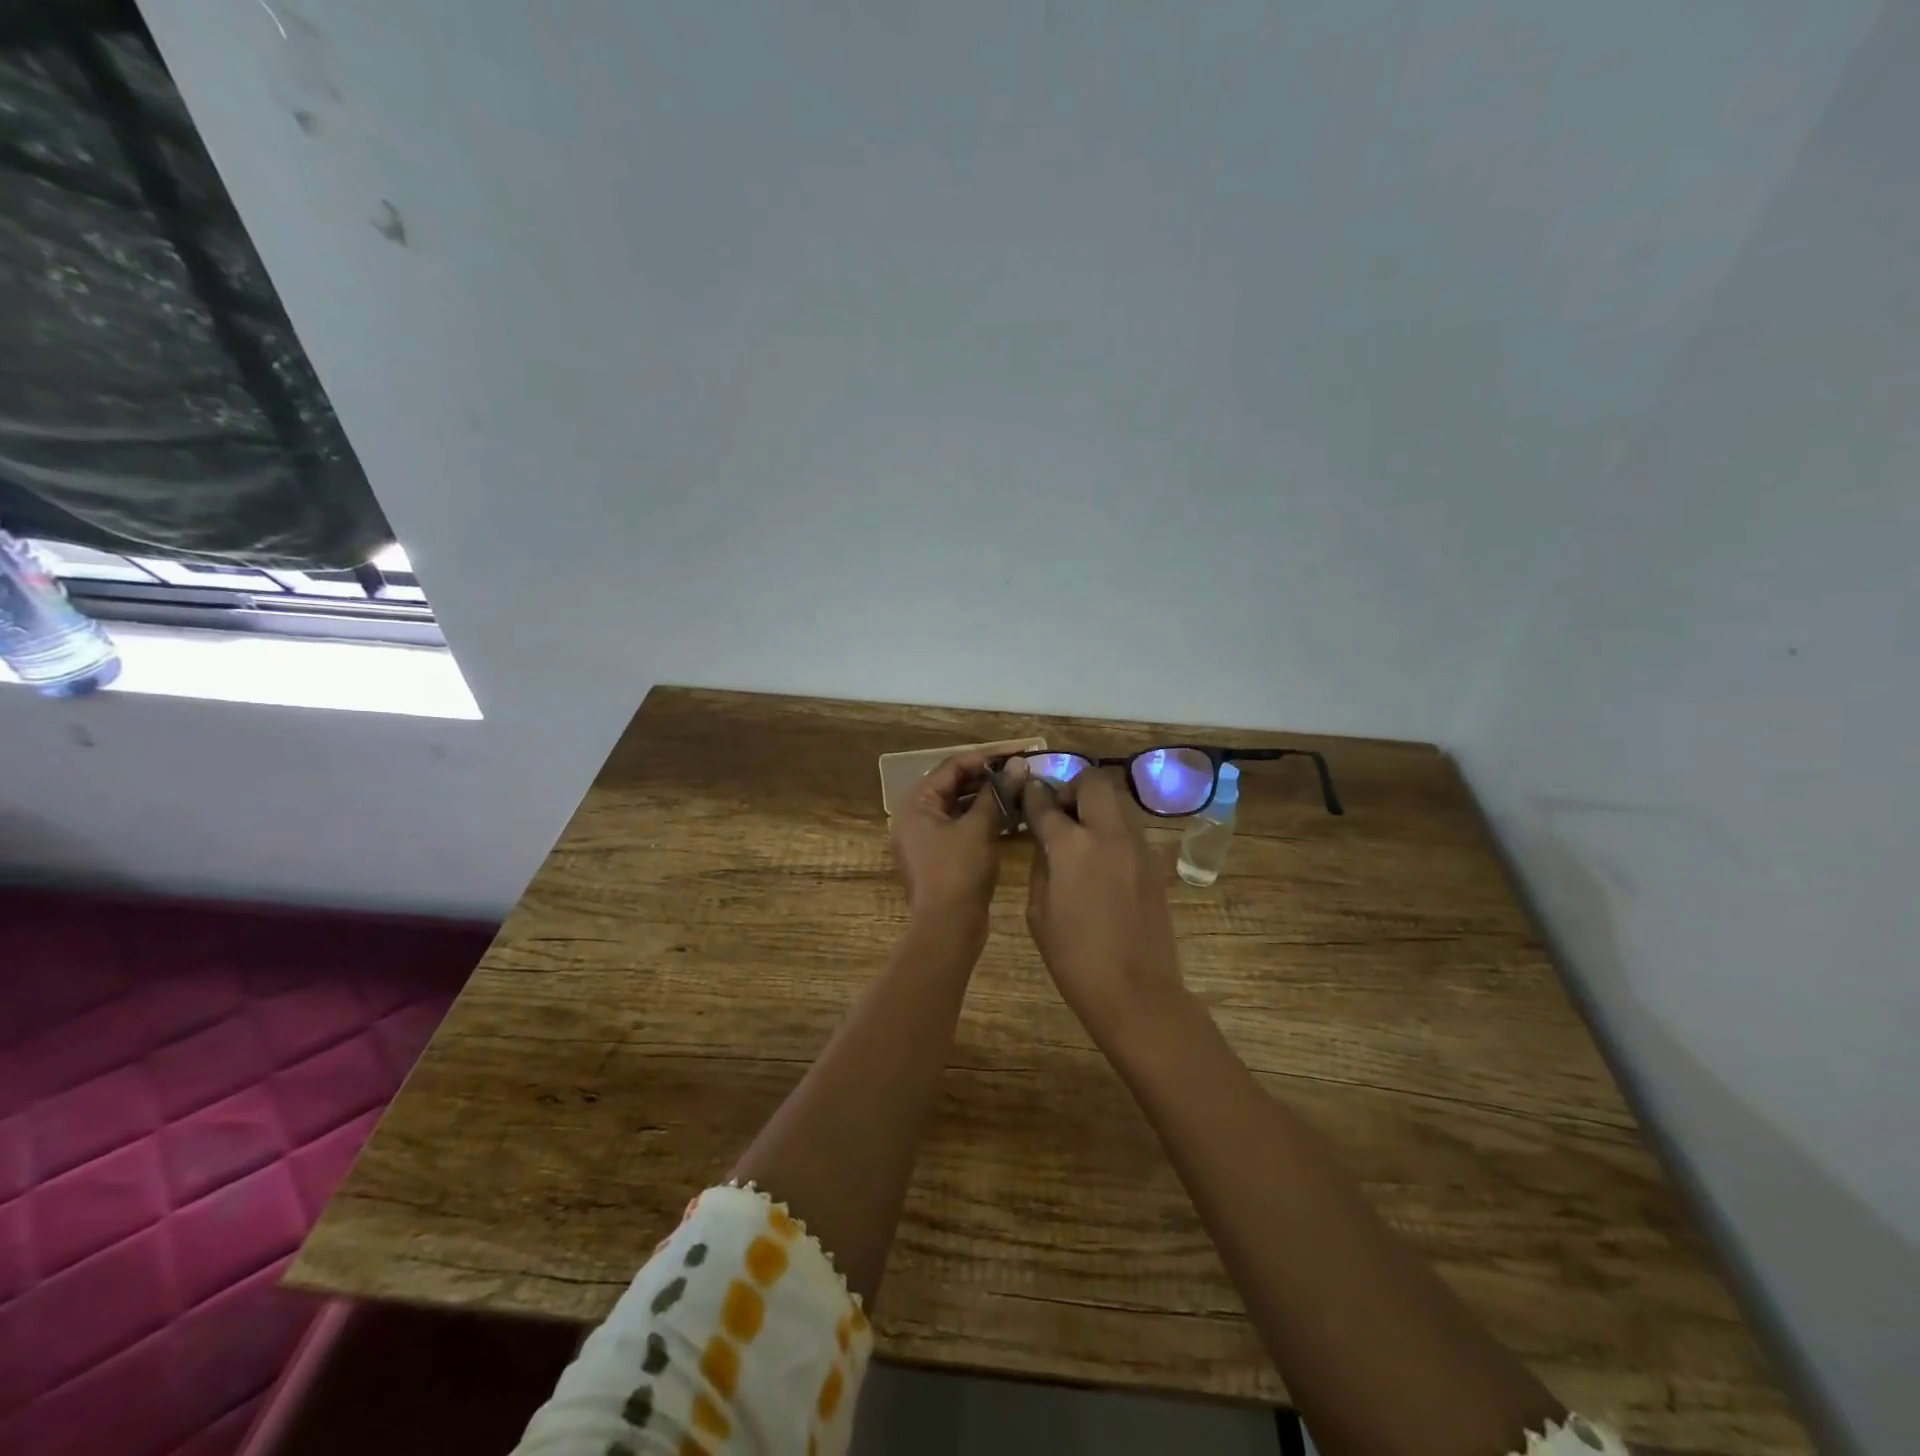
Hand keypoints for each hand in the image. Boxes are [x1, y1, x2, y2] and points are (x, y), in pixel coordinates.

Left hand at [889, 753, 1009, 937]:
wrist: (948, 928)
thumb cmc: (959, 871)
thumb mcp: (979, 828)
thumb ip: (997, 793)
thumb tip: (1018, 765)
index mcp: (915, 805)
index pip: (950, 768)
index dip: (983, 759)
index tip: (1015, 755)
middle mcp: (914, 818)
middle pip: (952, 786)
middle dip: (986, 779)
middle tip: (1020, 773)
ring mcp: (925, 839)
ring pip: (958, 808)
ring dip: (987, 799)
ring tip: (1019, 792)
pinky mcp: (939, 857)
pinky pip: (961, 828)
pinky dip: (982, 820)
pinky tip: (1010, 818)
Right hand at [1022, 768, 1185, 1047]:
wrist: (1136, 991)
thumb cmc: (1074, 958)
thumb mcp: (1039, 912)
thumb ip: (1041, 865)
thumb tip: (1046, 841)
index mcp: (1072, 847)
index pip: (1046, 803)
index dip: (1032, 795)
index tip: (1025, 794)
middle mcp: (1108, 834)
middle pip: (1093, 781)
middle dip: (1071, 788)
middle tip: (1060, 814)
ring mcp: (1138, 846)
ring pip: (1118, 799)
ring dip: (1096, 804)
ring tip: (1081, 834)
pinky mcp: (1154, 862)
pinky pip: (1130, 827)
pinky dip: (1112, 828)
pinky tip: (1101, 858)